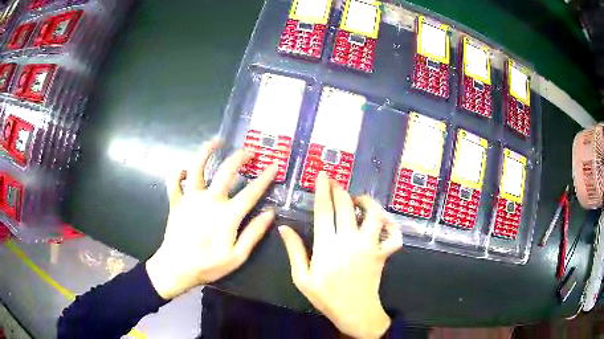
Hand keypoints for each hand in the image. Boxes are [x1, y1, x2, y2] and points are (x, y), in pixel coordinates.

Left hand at [146, 141, 277, 299]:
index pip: (251, 192)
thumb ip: (254, 233)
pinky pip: (175, 181)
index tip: (274, 164)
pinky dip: (179, 172)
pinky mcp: (176, 201)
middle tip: (249, 151)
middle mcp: (209, 200)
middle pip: (226, 171)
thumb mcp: (237, 256)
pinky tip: (185, 169)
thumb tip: (270, 213)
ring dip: (206, 151)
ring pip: (197, 167)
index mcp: (227, 215)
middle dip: (240, 157)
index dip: (265, 177)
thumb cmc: (208, 265)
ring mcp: (190, 198)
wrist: (176, 268)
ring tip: (216, 141)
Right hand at [279, 172, 402, 337]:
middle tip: (335, 183)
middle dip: (340, 190)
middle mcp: (350, 242)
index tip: (322, 175)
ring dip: (368, 202)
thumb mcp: (302, 278)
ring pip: (374, 216)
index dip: (323, 191)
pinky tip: (383, 222)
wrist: (355, 313)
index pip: (324, 212)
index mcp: (327, 248)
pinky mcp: (383, 254)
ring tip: (359, 200)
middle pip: (347, 207)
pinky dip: (392, 226)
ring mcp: (370, 247)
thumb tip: (283, 228)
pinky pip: (394, 236)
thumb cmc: (326, 297)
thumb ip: (294, 251)